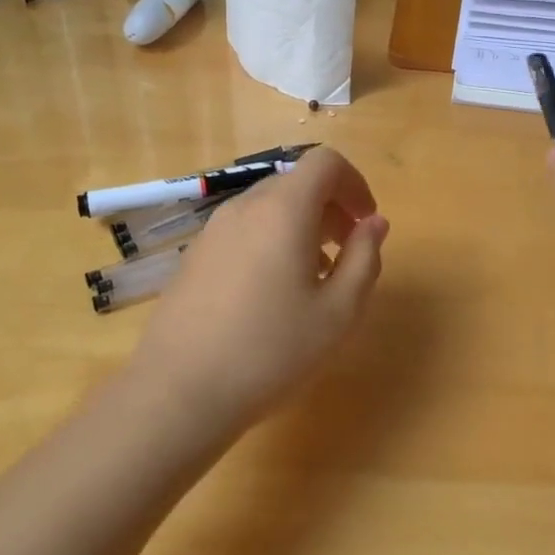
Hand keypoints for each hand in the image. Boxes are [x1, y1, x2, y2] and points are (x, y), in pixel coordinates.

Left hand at [135, 147, 388, 428]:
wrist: (179, 392)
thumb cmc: (271, 350)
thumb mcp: (339, 312)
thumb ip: (364, 258)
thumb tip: (374, 223)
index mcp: (283, 209)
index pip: (325, 162)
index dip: (355, 183)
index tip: (367, 222)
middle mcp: (245, 207)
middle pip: (296, 183)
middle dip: (331, 207)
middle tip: (348, 251)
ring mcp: (213, 230)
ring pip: (269, 207)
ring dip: (301, 226)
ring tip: (315, 277)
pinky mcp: (195, 256)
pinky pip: (244, 230)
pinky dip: (271, 241)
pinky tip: (273, 294)